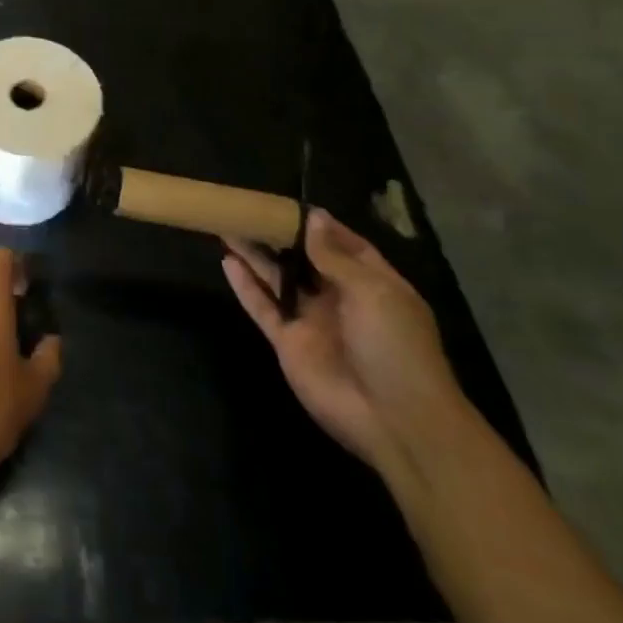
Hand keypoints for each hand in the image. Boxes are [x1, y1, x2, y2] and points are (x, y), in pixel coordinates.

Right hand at [224, 211, 468, 476]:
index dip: (317, 224)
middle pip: (304, 259)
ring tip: (227, 225)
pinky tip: (227, 262)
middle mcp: (340, 297)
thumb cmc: (395, 347)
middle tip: (248, 209)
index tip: (286, 203)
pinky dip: (245, 286)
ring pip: (277, 278)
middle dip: (280, 235)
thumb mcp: (374, 292)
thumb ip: (335, 256)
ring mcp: (312, 320)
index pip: (343, 244)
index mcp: (372, 283)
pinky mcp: (288, 342)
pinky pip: (262, 307)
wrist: (395, 420)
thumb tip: (312, 218)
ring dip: (255, 254)